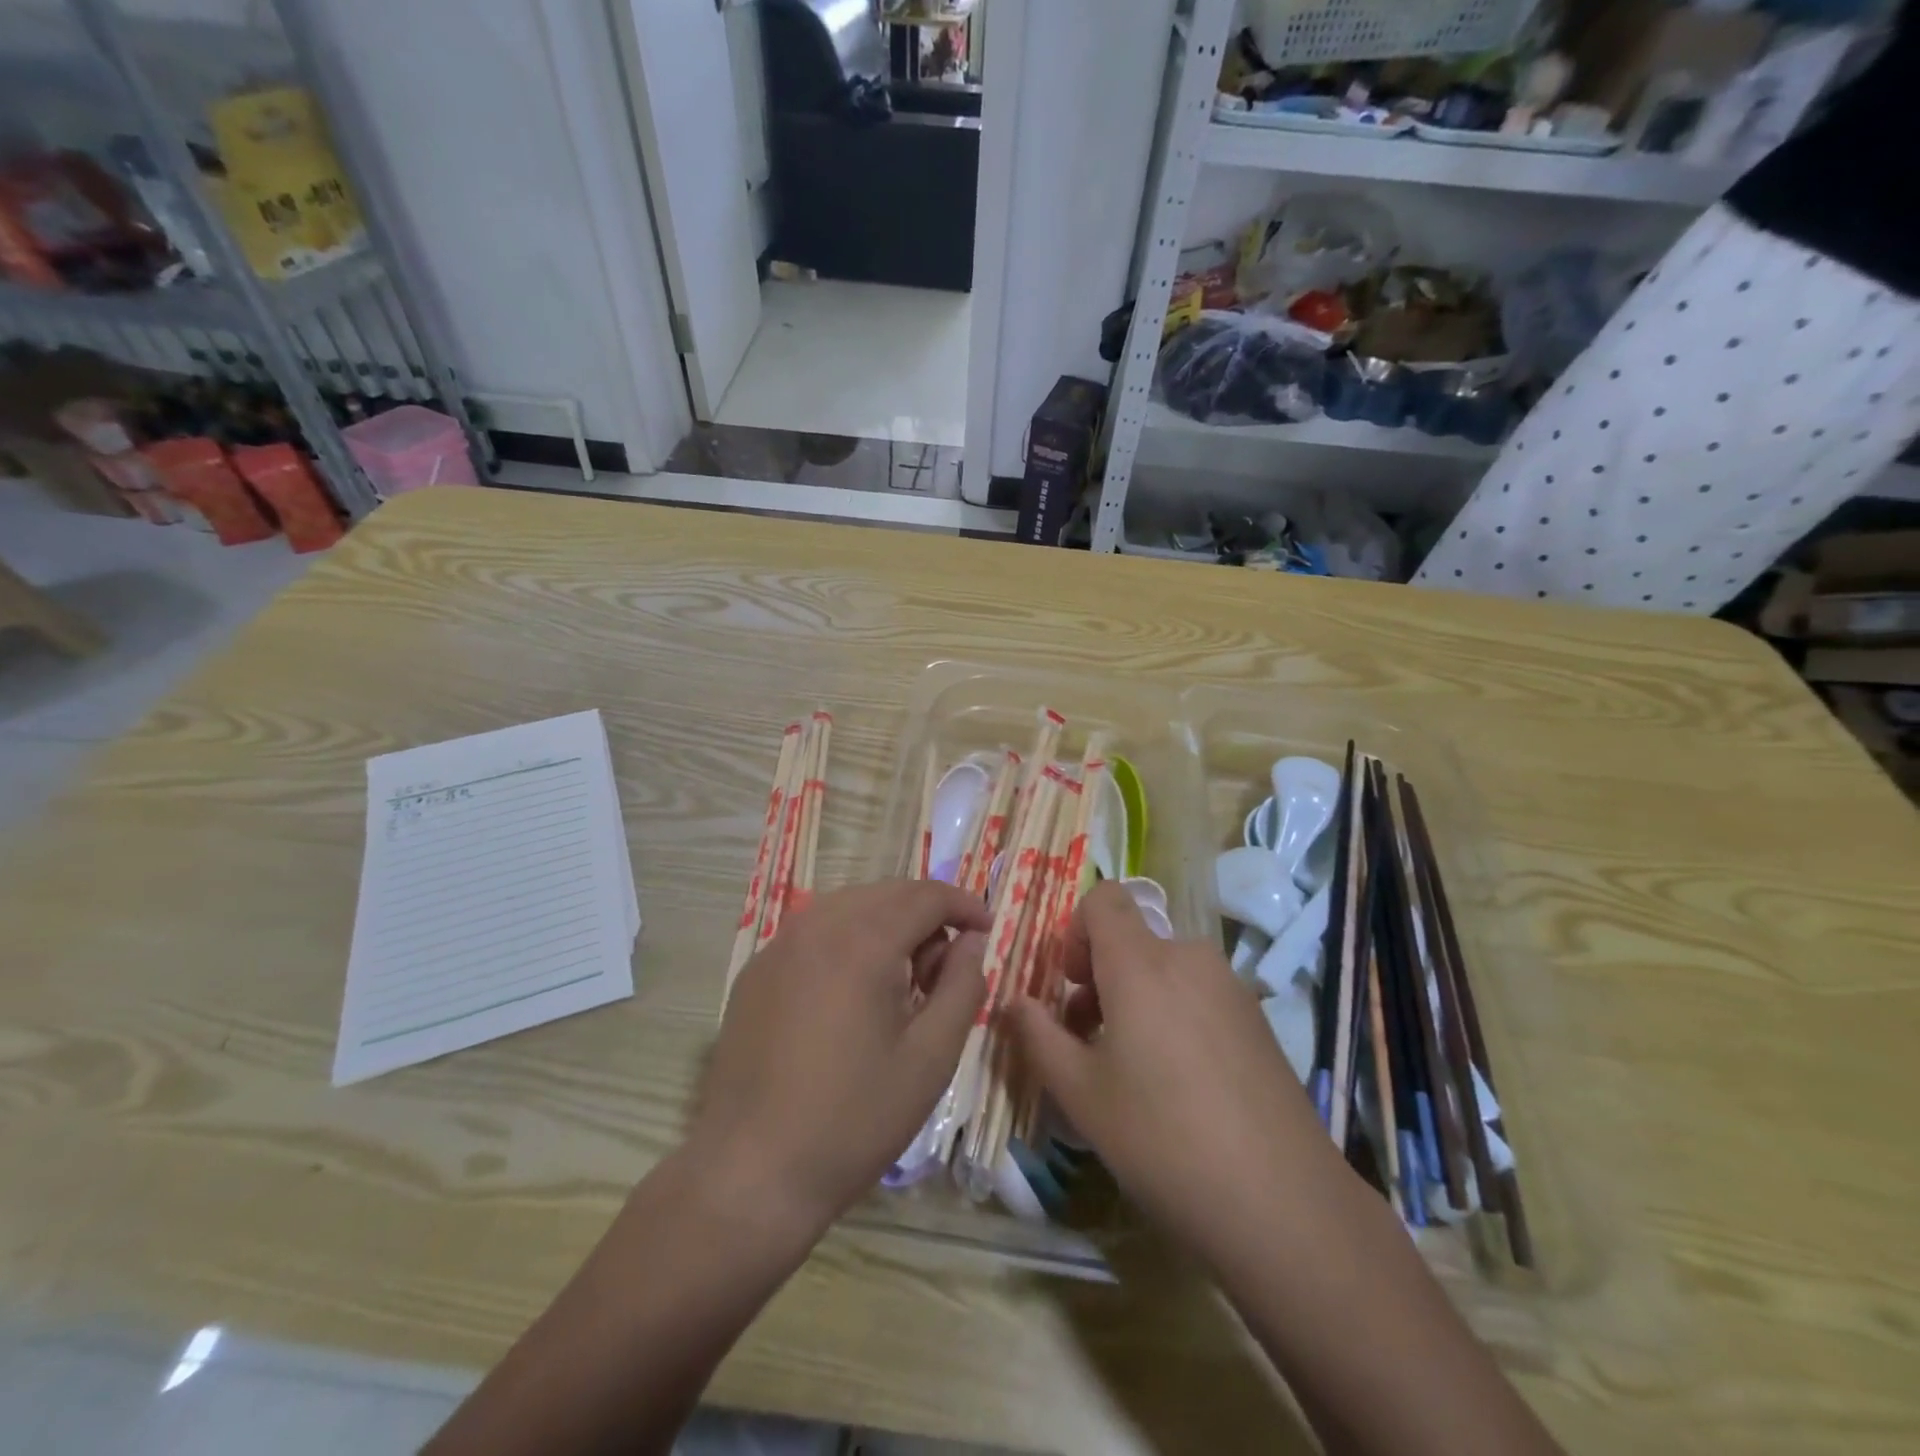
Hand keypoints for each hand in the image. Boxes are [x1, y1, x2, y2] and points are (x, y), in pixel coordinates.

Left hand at [691, 881, 990, 1234]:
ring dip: (888, 925)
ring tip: (903, 983)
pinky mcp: (755, 971)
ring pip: (850, 907)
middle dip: (927, 916)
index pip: (927, 895)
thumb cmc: (854, 1118)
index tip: (987, 930)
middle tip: (945, 971)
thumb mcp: (930, 1057)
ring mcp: (779, 946)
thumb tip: (971, 942)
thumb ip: (962, 986)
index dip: (964, 905)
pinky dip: (849, 941)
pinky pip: (815, 932)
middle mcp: (816, 925)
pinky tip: (853, 994)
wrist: (750, 1173)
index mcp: (862, 941)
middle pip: (888, 893)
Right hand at [1010, 882, 1352, 1270]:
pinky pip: (1197, 993)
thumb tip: (1014, 1002)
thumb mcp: (1080, 1094)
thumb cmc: (1162, 1140)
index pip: (1104, 897)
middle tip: (1088, 1040)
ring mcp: (1230, 987)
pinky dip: (1173, 1014)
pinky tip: (1181, 1085)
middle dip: (1100, 976)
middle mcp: (1188, 957)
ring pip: (1164, 968)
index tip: (1070, 986)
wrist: (1284, 1204)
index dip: (1076, 930)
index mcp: (1141, 963)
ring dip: (1135, 998)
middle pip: (1132, 938)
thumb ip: (1037, 1036)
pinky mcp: (1257, 1018)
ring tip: (1132, 1069)